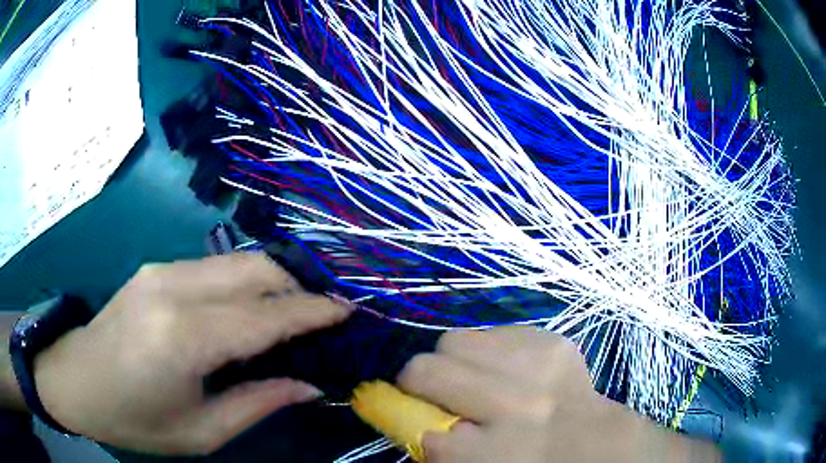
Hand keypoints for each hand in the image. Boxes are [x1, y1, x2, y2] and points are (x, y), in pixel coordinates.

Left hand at [32, 252, 351, 455]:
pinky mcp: (155, 268)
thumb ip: (258, 402)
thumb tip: (307, 384)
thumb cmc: (136, 419)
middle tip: (324, 313)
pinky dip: (243, 283)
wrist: (77, 382)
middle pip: (253, 270)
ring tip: (293, 312)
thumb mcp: (201, 432)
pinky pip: (213, 268)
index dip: (311, 312)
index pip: (263, 315)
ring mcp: (161, 271)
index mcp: (182, 337)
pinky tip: (249, 309)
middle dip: (297, 285)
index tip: (347, 311)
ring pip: (235, 261)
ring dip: (272, 281)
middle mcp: (173, 289)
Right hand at [397, 326, 720, 462]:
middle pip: (426, 369)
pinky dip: (486, 350)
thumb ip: (438, 451)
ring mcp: (539, 367)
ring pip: (454, 340)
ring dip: (453, 361)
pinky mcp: (553, 341)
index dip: (407, 419)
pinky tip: (506, 370)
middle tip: (432, 392)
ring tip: (474, 378)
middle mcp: (515, 408)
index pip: (420, 426)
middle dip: (418, 382)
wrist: (597, 442)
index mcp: (494, 454)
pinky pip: (492, 331)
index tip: (408, 415)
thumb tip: (402, 416)